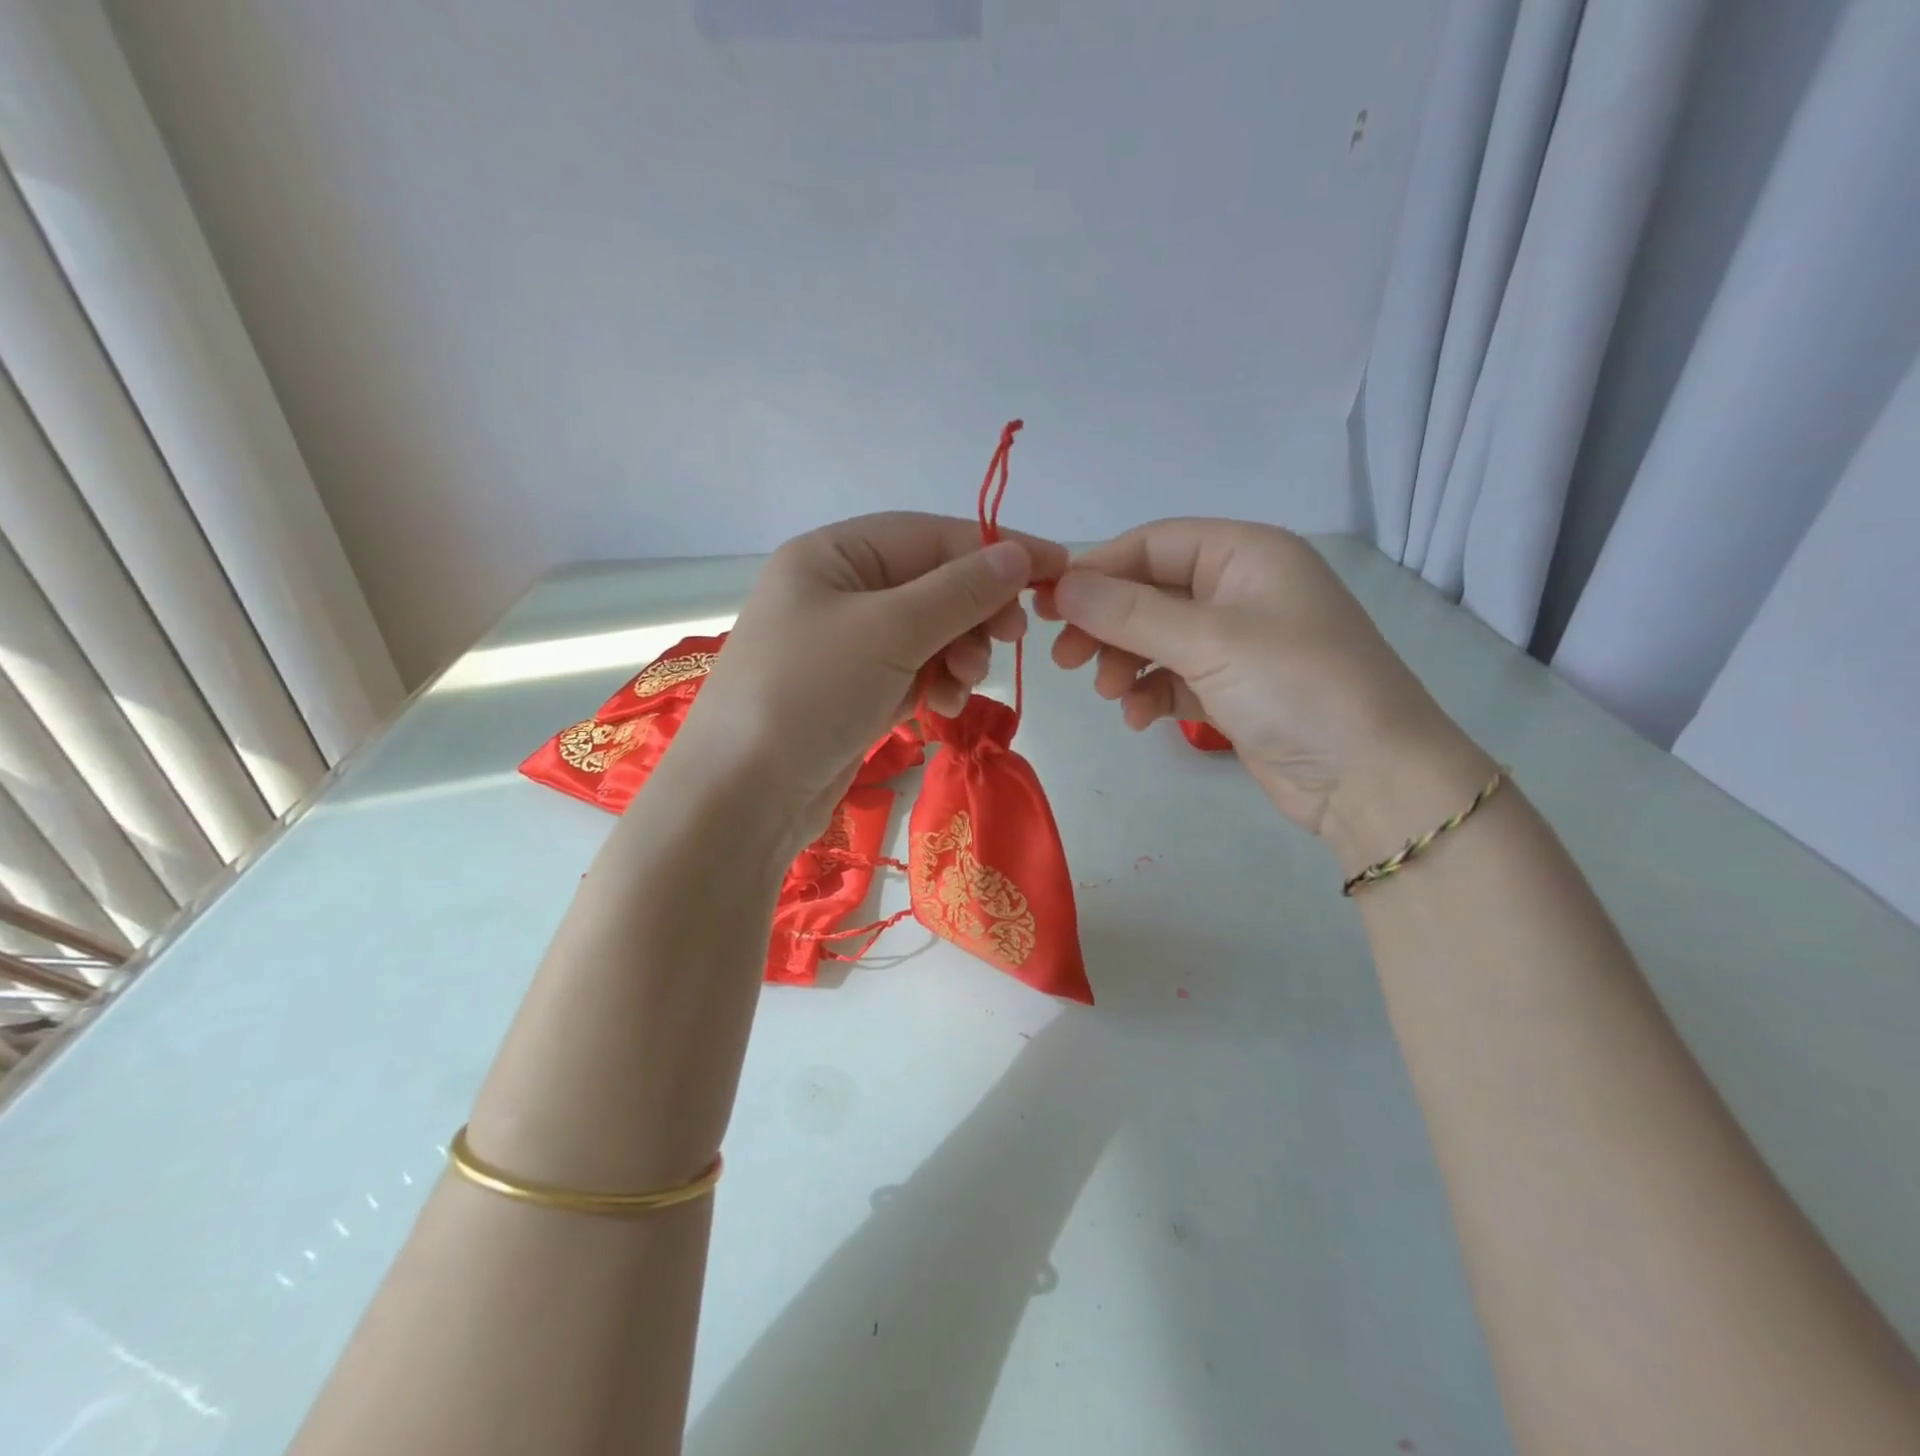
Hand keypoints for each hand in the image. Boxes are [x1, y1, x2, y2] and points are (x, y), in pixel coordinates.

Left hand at [673, 512, 1068, 848]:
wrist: (742, 795)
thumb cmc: (809, 693)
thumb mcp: (889, 631)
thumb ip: (959, 591)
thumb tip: (1020, 554)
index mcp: (833, 554)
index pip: (932, 535)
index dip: (997, 549)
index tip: (1058, 568)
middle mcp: (838, 590)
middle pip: (933, 583)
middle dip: (976, 610)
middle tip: (1014, 635)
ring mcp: (845, 644)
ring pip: (929, 631)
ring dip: (959, 652)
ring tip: (964, 682)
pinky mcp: (854, 690)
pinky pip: (913, 670)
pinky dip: (937, 681)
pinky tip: (945, 704)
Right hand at [1037, 519, 1472, 838]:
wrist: (1371, 780)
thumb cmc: (1296, 687)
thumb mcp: (1209, 641)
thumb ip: (1130, 612)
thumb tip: (1061, 587)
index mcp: (1245, 554)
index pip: (1152, 543)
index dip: (1097, 570)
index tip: (1048, 606)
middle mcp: (1239, 589)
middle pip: (1149, 591)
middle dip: (1105, 624)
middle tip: (1065, 659)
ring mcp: (1237, 642)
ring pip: (1155, 638)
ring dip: (1124, 662)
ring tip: (1110, 694)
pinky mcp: (1232, 689)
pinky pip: (1173, 678)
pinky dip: (1149, 693)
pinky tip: (1139, 719)